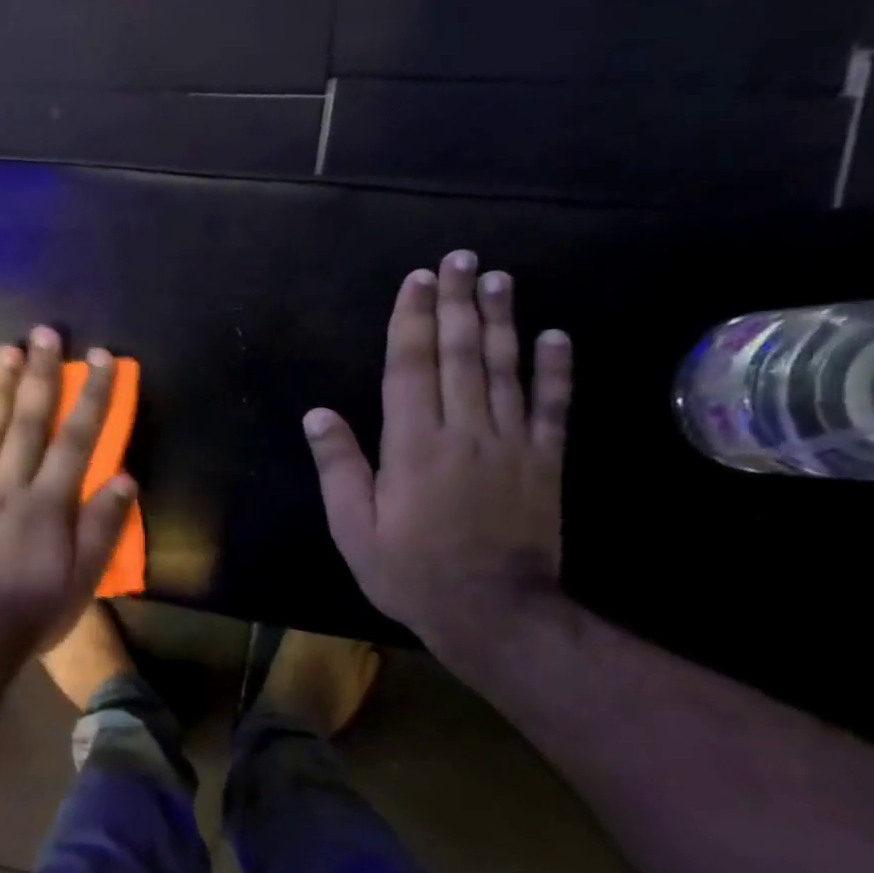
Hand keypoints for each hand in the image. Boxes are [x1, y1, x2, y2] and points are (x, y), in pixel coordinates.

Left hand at [0, 326, 136, 648]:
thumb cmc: (33, 610)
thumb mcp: (82, 579)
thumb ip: (102, 526)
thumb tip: (125, 477)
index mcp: (49, 503)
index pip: (76, 438)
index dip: (90, 395)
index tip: (100, 358)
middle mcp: (10, 485)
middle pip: (28, 421)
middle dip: (40, 374)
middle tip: (44, 332)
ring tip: (6, 348)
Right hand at [304, 250, 572, 659]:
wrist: (496, 614)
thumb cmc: (411, 571)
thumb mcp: (354, 527)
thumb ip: (339, 467)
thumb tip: (318, 413)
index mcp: (413, 445)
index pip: (411, 367)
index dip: (412, 320)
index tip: (417, 280)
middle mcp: (464, 431)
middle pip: (460, 354)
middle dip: (457, 303)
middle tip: (460, 259)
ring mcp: (511, 443)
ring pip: (504, 369)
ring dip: (501, 320)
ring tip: (500, 278)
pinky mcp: (544, 462)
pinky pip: (551, 407)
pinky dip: (555, 369)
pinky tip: (555, 335)